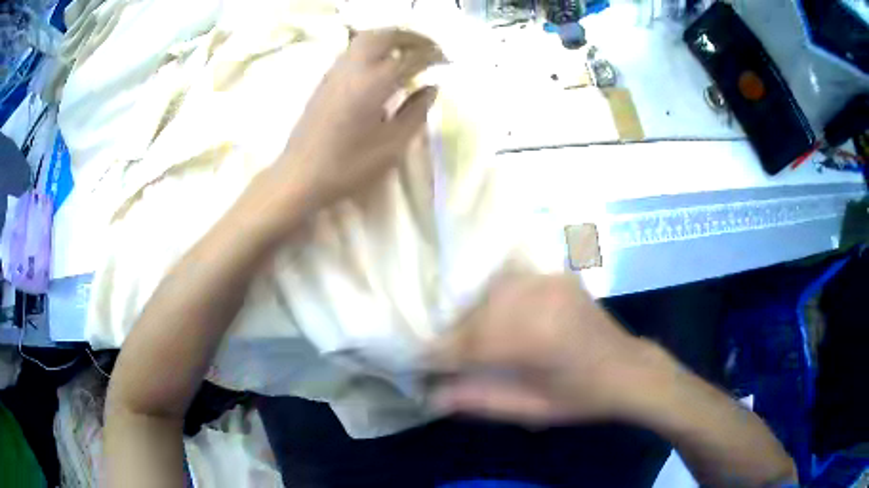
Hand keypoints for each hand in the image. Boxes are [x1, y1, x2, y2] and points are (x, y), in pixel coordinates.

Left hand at [276, 29, 443, 210]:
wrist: (300, 174)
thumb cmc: (348, 165)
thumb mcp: (391, 145)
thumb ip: (416, 112)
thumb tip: (432, 87)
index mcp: (374, 83)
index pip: (410, 58)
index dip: (433, 56)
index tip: (447, 60)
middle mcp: (355, 68)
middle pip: (386, 35)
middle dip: (412, 37)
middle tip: (430, 47)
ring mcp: (337, 71)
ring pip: (367, 38)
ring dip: (392, 37)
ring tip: (409, 49)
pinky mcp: (326, 78)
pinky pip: (354, 49)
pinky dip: (375, 46)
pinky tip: (382, 62)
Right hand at [428, 273, 671, 424]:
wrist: (628, 369)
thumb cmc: (581, 398)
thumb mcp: (530, 408)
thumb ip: (480, 400)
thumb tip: (431, 396)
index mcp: (535, 339)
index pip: (468, 343)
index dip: (438, 355)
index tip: (419, 364)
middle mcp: (539, 301)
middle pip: (476, 314)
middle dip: (455, 336)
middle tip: (446, 357)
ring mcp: (550, 283)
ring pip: (490, 293)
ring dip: (475, 316)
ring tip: (471, 338)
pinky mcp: (556, 277)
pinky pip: (512, 282)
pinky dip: (496, 300)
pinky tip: (496, 316)